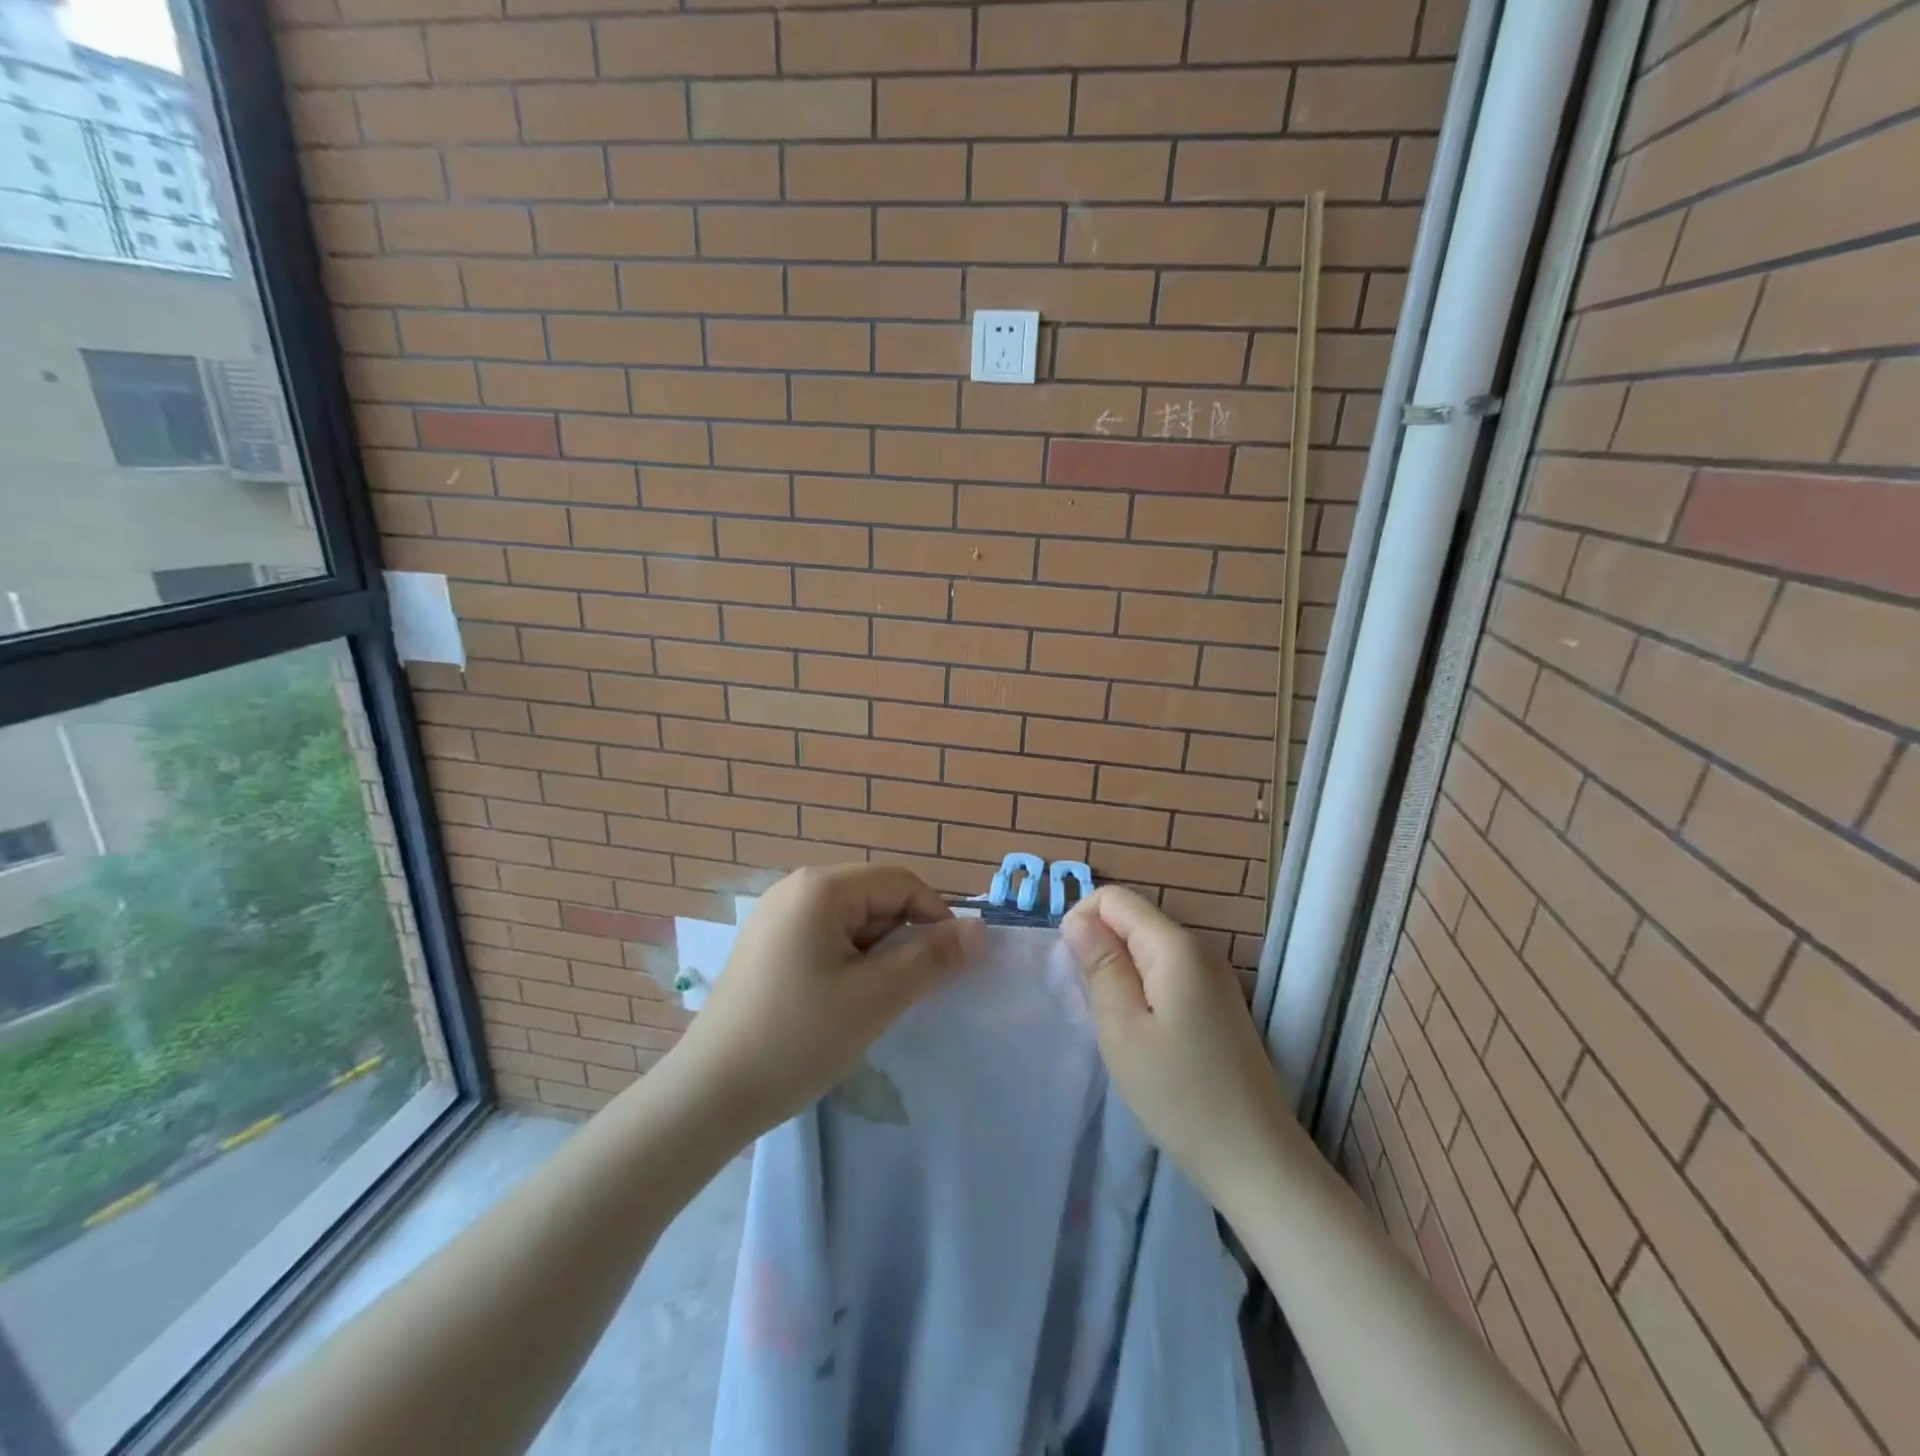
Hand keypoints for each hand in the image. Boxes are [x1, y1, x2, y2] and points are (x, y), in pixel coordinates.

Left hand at [663, 864, 978, 1141]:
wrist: (708, 1096)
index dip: (935, 917)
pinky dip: (848, 962)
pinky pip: (826, 937)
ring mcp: (776, 915)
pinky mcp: (767, 944)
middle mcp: (796, 887)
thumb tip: (979, 929)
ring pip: (853, 921)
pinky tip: (840, 1003)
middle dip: (901, 939)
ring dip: (876, 955)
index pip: (901, 882)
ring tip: (870, 1003)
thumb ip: (932, 957)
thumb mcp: (876, 998)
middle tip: (904, 992)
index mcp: (821, 887)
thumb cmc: (798, 1039)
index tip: (949, 966)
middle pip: (876, 897)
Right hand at [1061, 886, 1304, 1212]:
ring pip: (1147, 949)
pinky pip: (1167, 974)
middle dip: (1101, 952)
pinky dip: (1144, 992)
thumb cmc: (1179, 1094)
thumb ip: (1099, 965)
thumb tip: (1076, 918)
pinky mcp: (1218, 1003)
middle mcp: (1199, 949)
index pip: (1114, 898)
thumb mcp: (1122, 1028)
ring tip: (1118, 1028)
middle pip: (1132, 921)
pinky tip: (1145, 1037)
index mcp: (1175, 946)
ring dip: (1121, 976)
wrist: (1255, 1160)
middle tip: (1096, 1009)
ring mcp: (1214, 977)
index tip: (1076, 974)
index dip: (1083, 922)